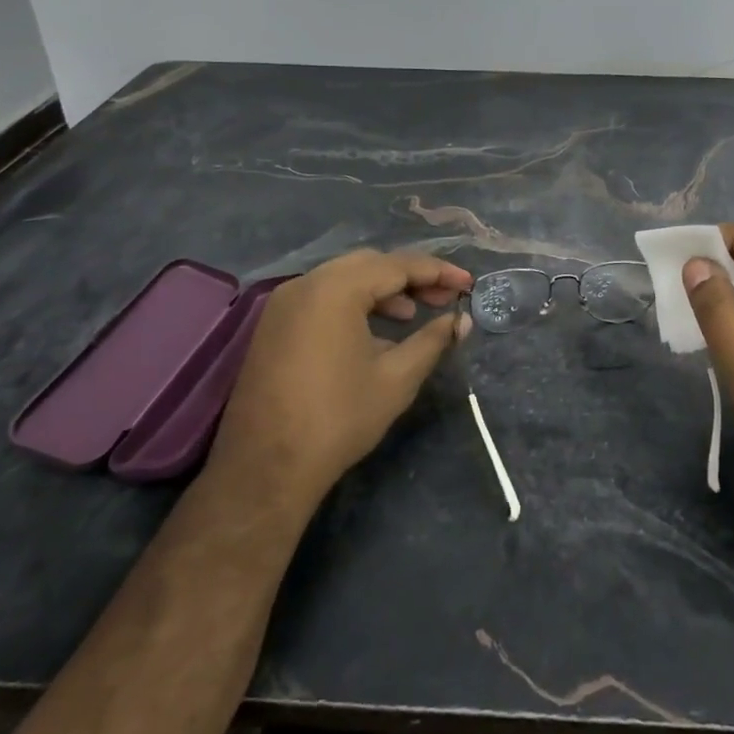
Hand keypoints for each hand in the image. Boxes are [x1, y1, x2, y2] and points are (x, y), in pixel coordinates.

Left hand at [206, 250, 471, 513]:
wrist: (265, 469)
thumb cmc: (338, 419)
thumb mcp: (396, 378)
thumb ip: (433, 340)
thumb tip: (461, 321)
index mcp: (336, 289)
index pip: (398, 266)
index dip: (438, 272)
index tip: (468, 284)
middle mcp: (306, 284)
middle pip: (369, 264)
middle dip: (410, 277)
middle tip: (443, 298)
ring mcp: (284, 303)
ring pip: (344, 278)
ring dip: (382, 290)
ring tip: (411, 315)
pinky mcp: (274, 325)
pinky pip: (322, 297)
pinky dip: (353, 303)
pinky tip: (374, 331)